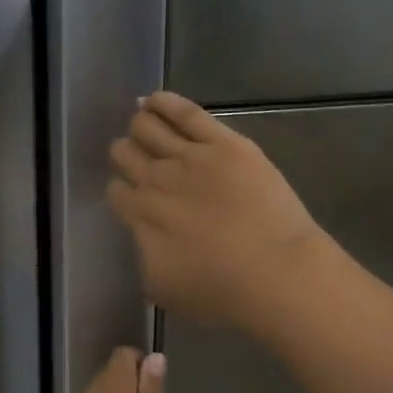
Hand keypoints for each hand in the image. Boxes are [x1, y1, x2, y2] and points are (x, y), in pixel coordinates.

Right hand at [107, 92, 326, 330]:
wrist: (276, 273)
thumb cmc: (222, 293)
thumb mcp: (164, 290)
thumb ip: (146, 256)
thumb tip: (145, 236)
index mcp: (141, 217)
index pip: (116, 191)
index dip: (121, 190)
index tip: (130, 195)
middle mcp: (157, 180)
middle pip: (125, 153)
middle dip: (126, 154)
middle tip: (136, 158)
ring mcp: (190, 157)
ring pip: (147, 127)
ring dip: (140, 126)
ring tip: (142, 124)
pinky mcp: (223, 143)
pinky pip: (185, 113)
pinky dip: (163, 103)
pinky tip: (153, 100)